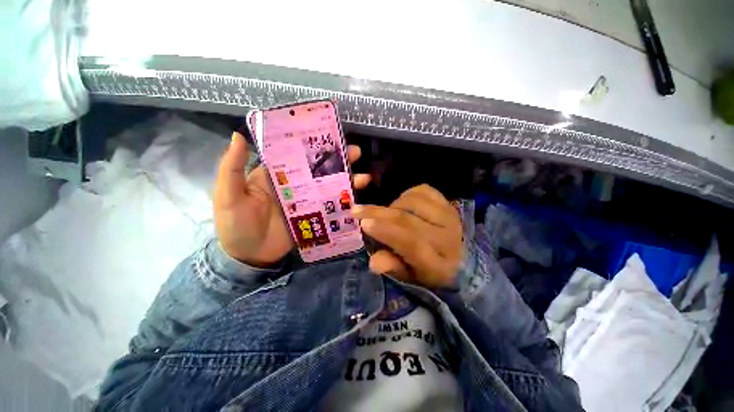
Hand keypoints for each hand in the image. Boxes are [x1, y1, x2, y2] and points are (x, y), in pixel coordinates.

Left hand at [214, 132, 370, 266]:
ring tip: (364, 177)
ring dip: (347, 181)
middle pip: (319, 169)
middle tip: (356, 153)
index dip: (313, 145)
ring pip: (329, 187)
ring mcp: (307, 201)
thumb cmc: (234, 224)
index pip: (297, 154)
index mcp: (276, 174)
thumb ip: (233, 168)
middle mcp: (295, 184)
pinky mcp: (314, 217)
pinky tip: (357, 199)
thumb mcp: (228, 195)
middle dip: (338, 161)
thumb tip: (239, 135)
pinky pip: (331, 206)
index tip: (330, 136)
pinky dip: (344, 202)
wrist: (249, 257)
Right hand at [352, 184, 462, 288]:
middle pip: (409, 220)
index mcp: (437, 265)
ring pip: (414, 201)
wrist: (460, 259)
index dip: (386, 232)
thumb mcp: (409, 277)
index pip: (411, 244)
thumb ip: (392, 267)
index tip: (363, 223)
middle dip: (378, 213)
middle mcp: (447, 239)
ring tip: (387, 213)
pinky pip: (424, 190)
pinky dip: (408, 194)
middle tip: (358, 210)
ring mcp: (450, 217)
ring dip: (393, 205)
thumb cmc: (428, 271)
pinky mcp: (449, 204)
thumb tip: (373, 261)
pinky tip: (403, 203)